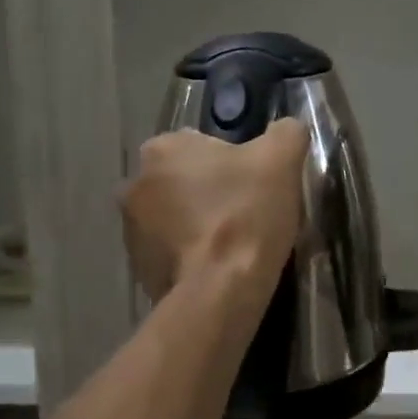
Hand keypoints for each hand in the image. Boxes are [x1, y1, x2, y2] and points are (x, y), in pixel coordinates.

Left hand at [119, 119, 308, 302]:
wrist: (220, 290)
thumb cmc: (246, 214)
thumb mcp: (281, 160)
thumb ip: (285, 133)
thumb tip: (287, 129)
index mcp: (162, 148)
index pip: (203, 145)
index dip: (234, 164)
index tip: (253, 187)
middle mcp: (134, 182)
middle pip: (185, 181)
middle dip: (210, 194)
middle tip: (246, 215)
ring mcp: (130, 228)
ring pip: (175, 216)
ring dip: (196, 225)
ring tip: (232, 246)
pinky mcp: (137, 266)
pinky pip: (169, 251)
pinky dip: (189, 255)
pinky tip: (216, 268)